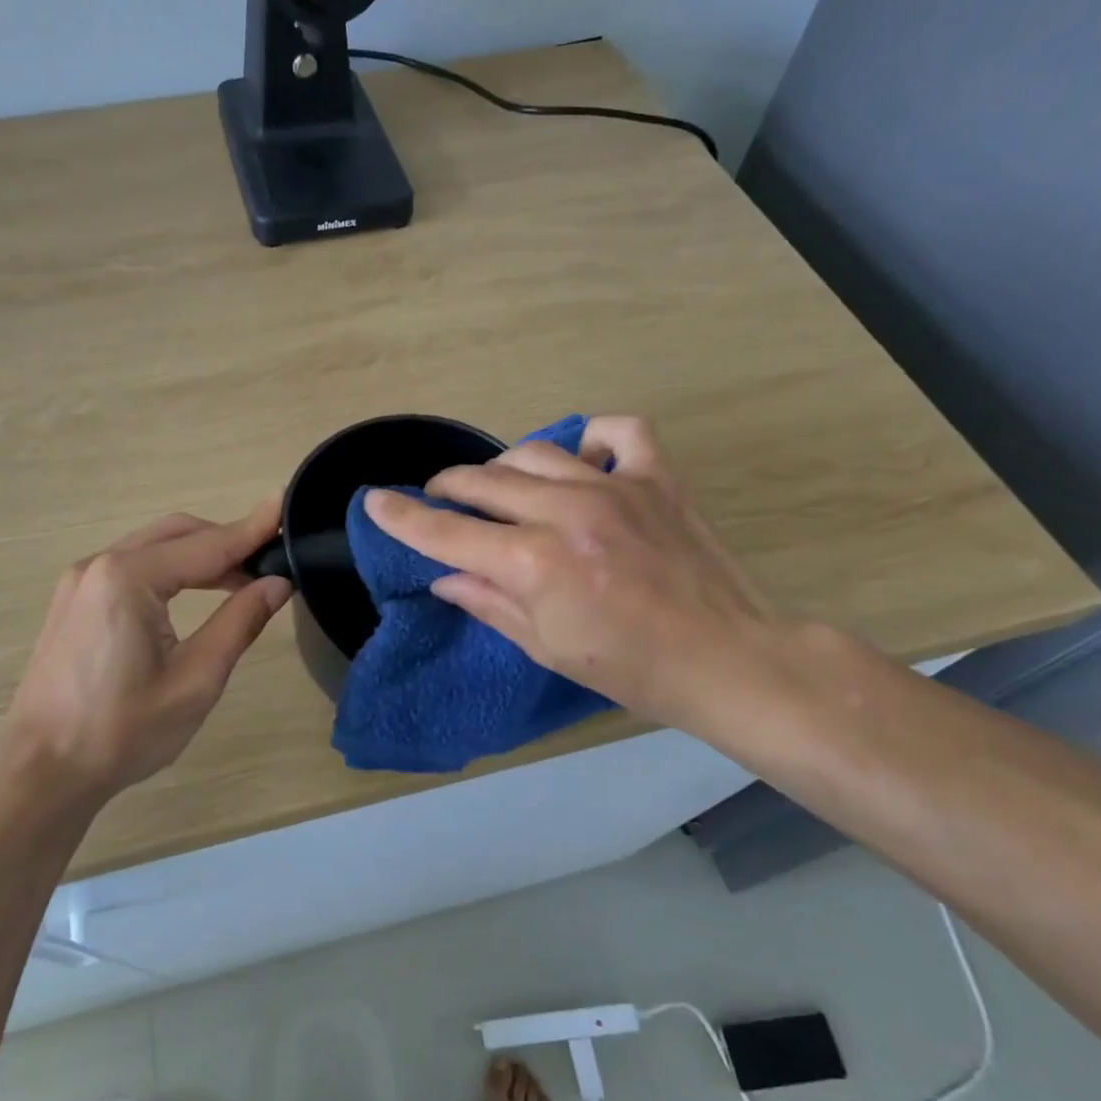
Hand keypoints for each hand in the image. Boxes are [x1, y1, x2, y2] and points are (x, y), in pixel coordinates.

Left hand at [0, 502, 291, 799]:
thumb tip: (277, 583)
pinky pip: (132, 566)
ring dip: (199, 556)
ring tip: (242, 581)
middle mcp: (100, 564)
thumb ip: (239, 623)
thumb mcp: (195, 681)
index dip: (253, 529)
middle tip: (270, 561)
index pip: (208, 545)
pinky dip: (170, 570)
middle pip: (178, 534)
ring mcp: (81, 580)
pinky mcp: (74, 600)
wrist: (41, 771)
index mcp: (129, 578)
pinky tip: (193, 594)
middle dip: (227, 541)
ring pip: (154, 547)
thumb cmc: (121, 731)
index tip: (287, 505)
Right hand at [363, 416, 784, 729]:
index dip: (402, 516)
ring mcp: (614, 486)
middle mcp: (566, 513)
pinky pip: (618, 431)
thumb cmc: (630, 669)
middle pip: (482, 481)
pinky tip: (581, 459)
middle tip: (443, 500)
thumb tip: (443, 577)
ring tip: (501, 486)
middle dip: (449, 487)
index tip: (374, 500)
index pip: (447, 532)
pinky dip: (592, 439)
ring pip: (534, 452)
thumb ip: (488, 602)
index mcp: (533, 563)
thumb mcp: (545, 648)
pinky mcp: (657, 477)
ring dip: (503, 467)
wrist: (726, 659)